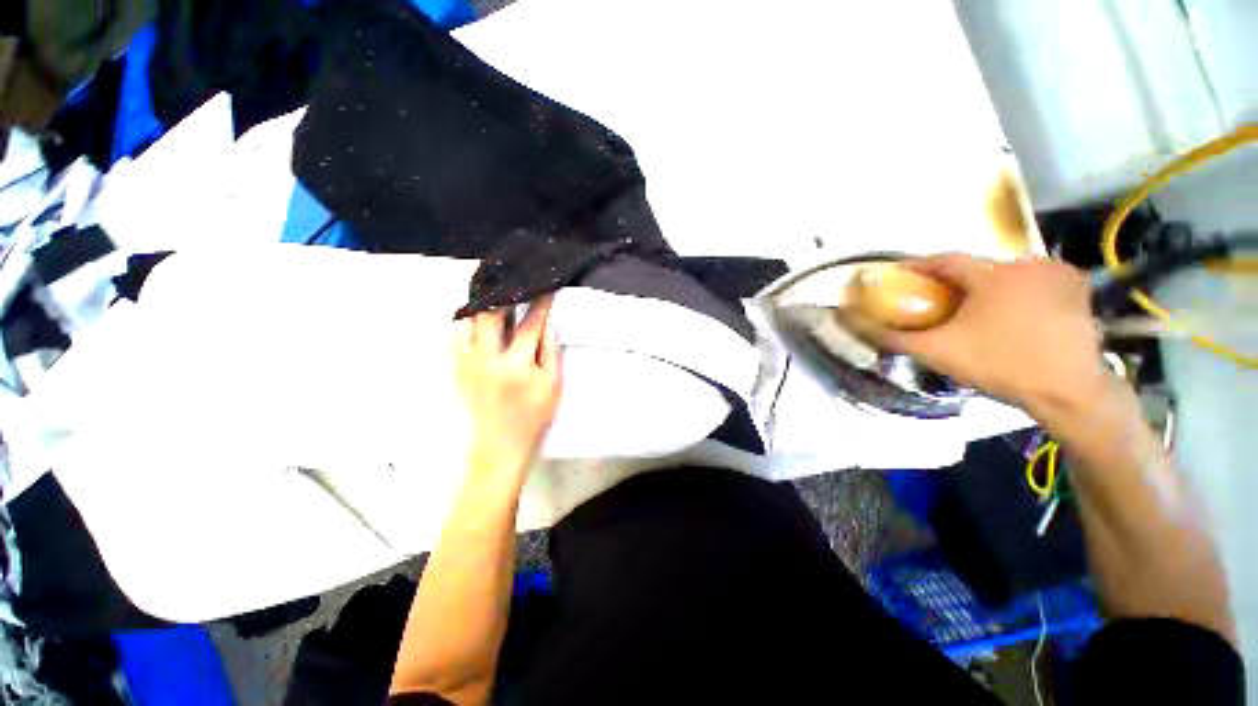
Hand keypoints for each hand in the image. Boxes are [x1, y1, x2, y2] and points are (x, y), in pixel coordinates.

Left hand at [453, 297, 562, 475]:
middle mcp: (487, 359)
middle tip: (516, 288)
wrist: (498, 448)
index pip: (531, 324)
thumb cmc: (531, 420)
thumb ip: (551, 352)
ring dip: (484, 307)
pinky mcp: (455, 369)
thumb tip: (548, 323)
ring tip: (498, 302)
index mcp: (516, 365)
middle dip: (506, 295)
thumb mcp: (552, 387)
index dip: (541, 303)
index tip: (546, 290)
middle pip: (491, 313)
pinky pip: (456, 336)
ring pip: (468, 320)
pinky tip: (480, 323)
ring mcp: (466, 363)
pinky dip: (468, 323)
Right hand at [869, 254, 1110, 418]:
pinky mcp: (1078, 290)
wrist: (1071, 392)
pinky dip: (1019, 292)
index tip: (899, 276)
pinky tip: (1014, 313)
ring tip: (975, 310)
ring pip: (1008, 274)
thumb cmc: (1001, 365)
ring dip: (988, 287)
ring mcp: (1058, 275)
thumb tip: (862, 327)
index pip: (944, 260)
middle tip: (938, 301)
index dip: (918, 266)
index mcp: (992, 274)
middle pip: (978, 267)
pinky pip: (1037, 282)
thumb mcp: (939, 353)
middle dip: (955, 281)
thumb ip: (897, 337)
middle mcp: (1027, 264)